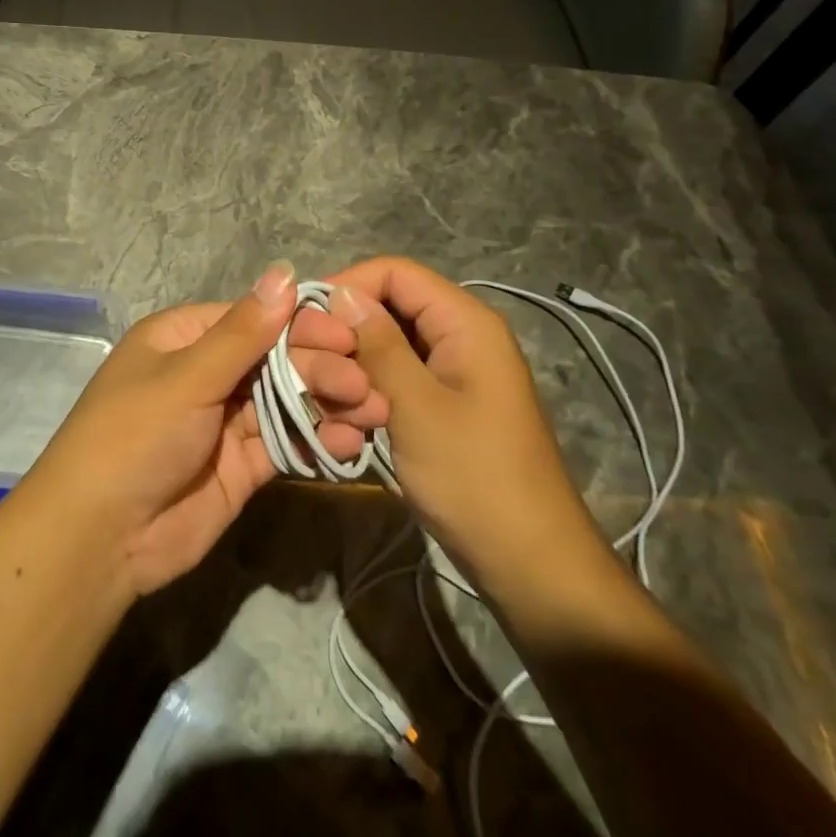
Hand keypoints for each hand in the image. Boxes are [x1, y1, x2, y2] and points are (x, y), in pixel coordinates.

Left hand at [31, 262, 386, 595]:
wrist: (100, 538)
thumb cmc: (135, 436)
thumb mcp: (187, 378)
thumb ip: (243, 332)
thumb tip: (284, 272)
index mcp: (183, 339)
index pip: (253, 319)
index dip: (300, 324)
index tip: (348, 334)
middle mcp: (206, 373)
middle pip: (274, 359)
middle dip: (321, 368)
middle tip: (365, 383)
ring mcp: (224, 421)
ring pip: (286, 400)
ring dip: (329, 403)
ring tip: (374, 410)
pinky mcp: (241, 465)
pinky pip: (285, 443)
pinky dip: (318, 440)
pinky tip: (351, 443)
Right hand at [325, 258, 601, 592]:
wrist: (528, 564)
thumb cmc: (475, 478)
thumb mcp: (416, 405)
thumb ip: (376, 343)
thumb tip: (340, 293)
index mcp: (464, 322)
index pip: (393, 272)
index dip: (347, 287)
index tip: (307, 322)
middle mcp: (457, 336)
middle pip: (385, 309)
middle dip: (346, 339)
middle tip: (319, 378)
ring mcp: (449, 373)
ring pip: (383, 348)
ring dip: (354, 375)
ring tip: (341, 414)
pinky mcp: (440, 405)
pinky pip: (393, 381)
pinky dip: (368, 398)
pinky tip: (352, 431)